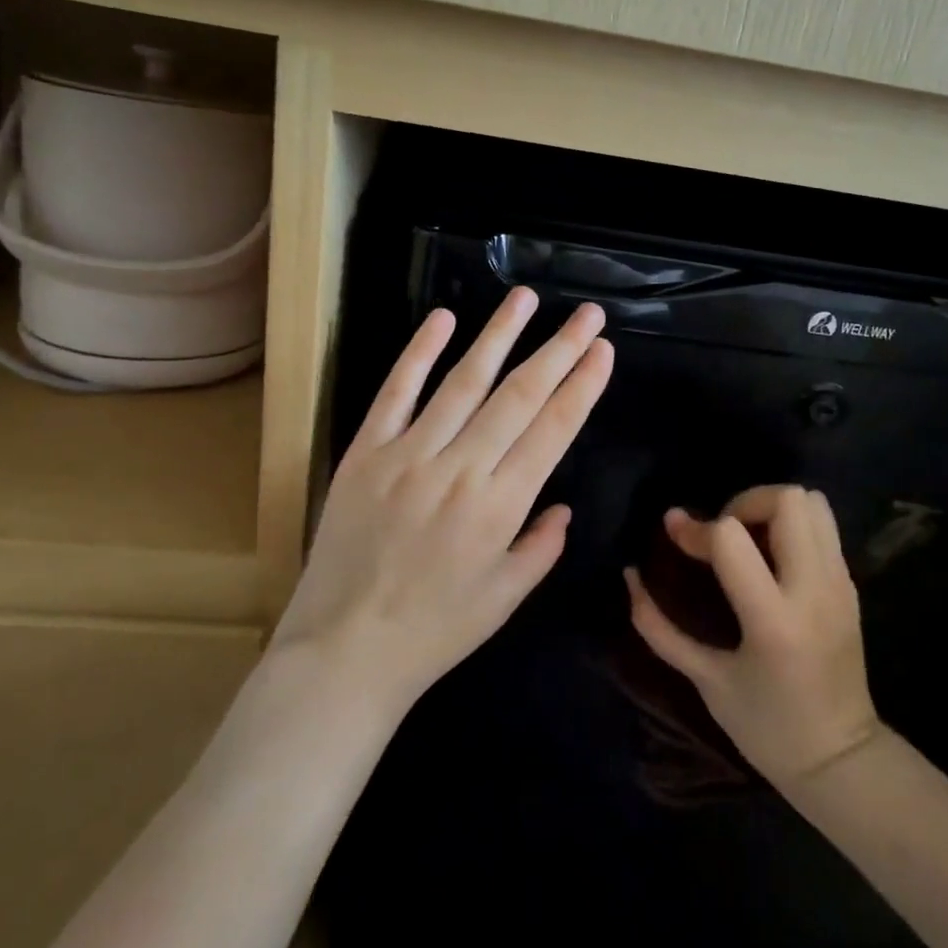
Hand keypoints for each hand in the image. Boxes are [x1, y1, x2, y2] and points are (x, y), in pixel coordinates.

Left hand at [272, 288, 613, 710]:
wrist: (345, 649)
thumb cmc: (435, 631)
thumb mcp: (505, 600)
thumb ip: (541, 547)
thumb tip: (562, 505)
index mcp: (500, 507)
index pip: (553, 430)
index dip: (582, 386)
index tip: (602, 350)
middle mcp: (460, 469)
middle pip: (519, 396)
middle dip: (559, 349)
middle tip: (587, 314)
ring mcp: (409, 455)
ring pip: (463, 382)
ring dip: (498, 335)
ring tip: (525, 298)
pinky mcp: (366, 452)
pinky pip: (396, 393)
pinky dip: (419, 353)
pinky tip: (443, 319)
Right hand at [626, 485, 885, 788]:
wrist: (842, 762)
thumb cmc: (767, 728)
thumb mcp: (706, 681)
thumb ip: (660, 627)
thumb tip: (631, 576)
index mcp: (774, 620)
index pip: (731, 538)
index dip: (695, 529)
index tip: (673, 530)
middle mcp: (813, 590)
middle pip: (785, 500)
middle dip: (742, 502)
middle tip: (720, 533)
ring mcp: (839, 584)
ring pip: (812, 502)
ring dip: (771, 507)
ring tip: (746, 538)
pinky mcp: (850, 585)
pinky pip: (823, 525)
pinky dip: (791, 523)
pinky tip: (769, 556)